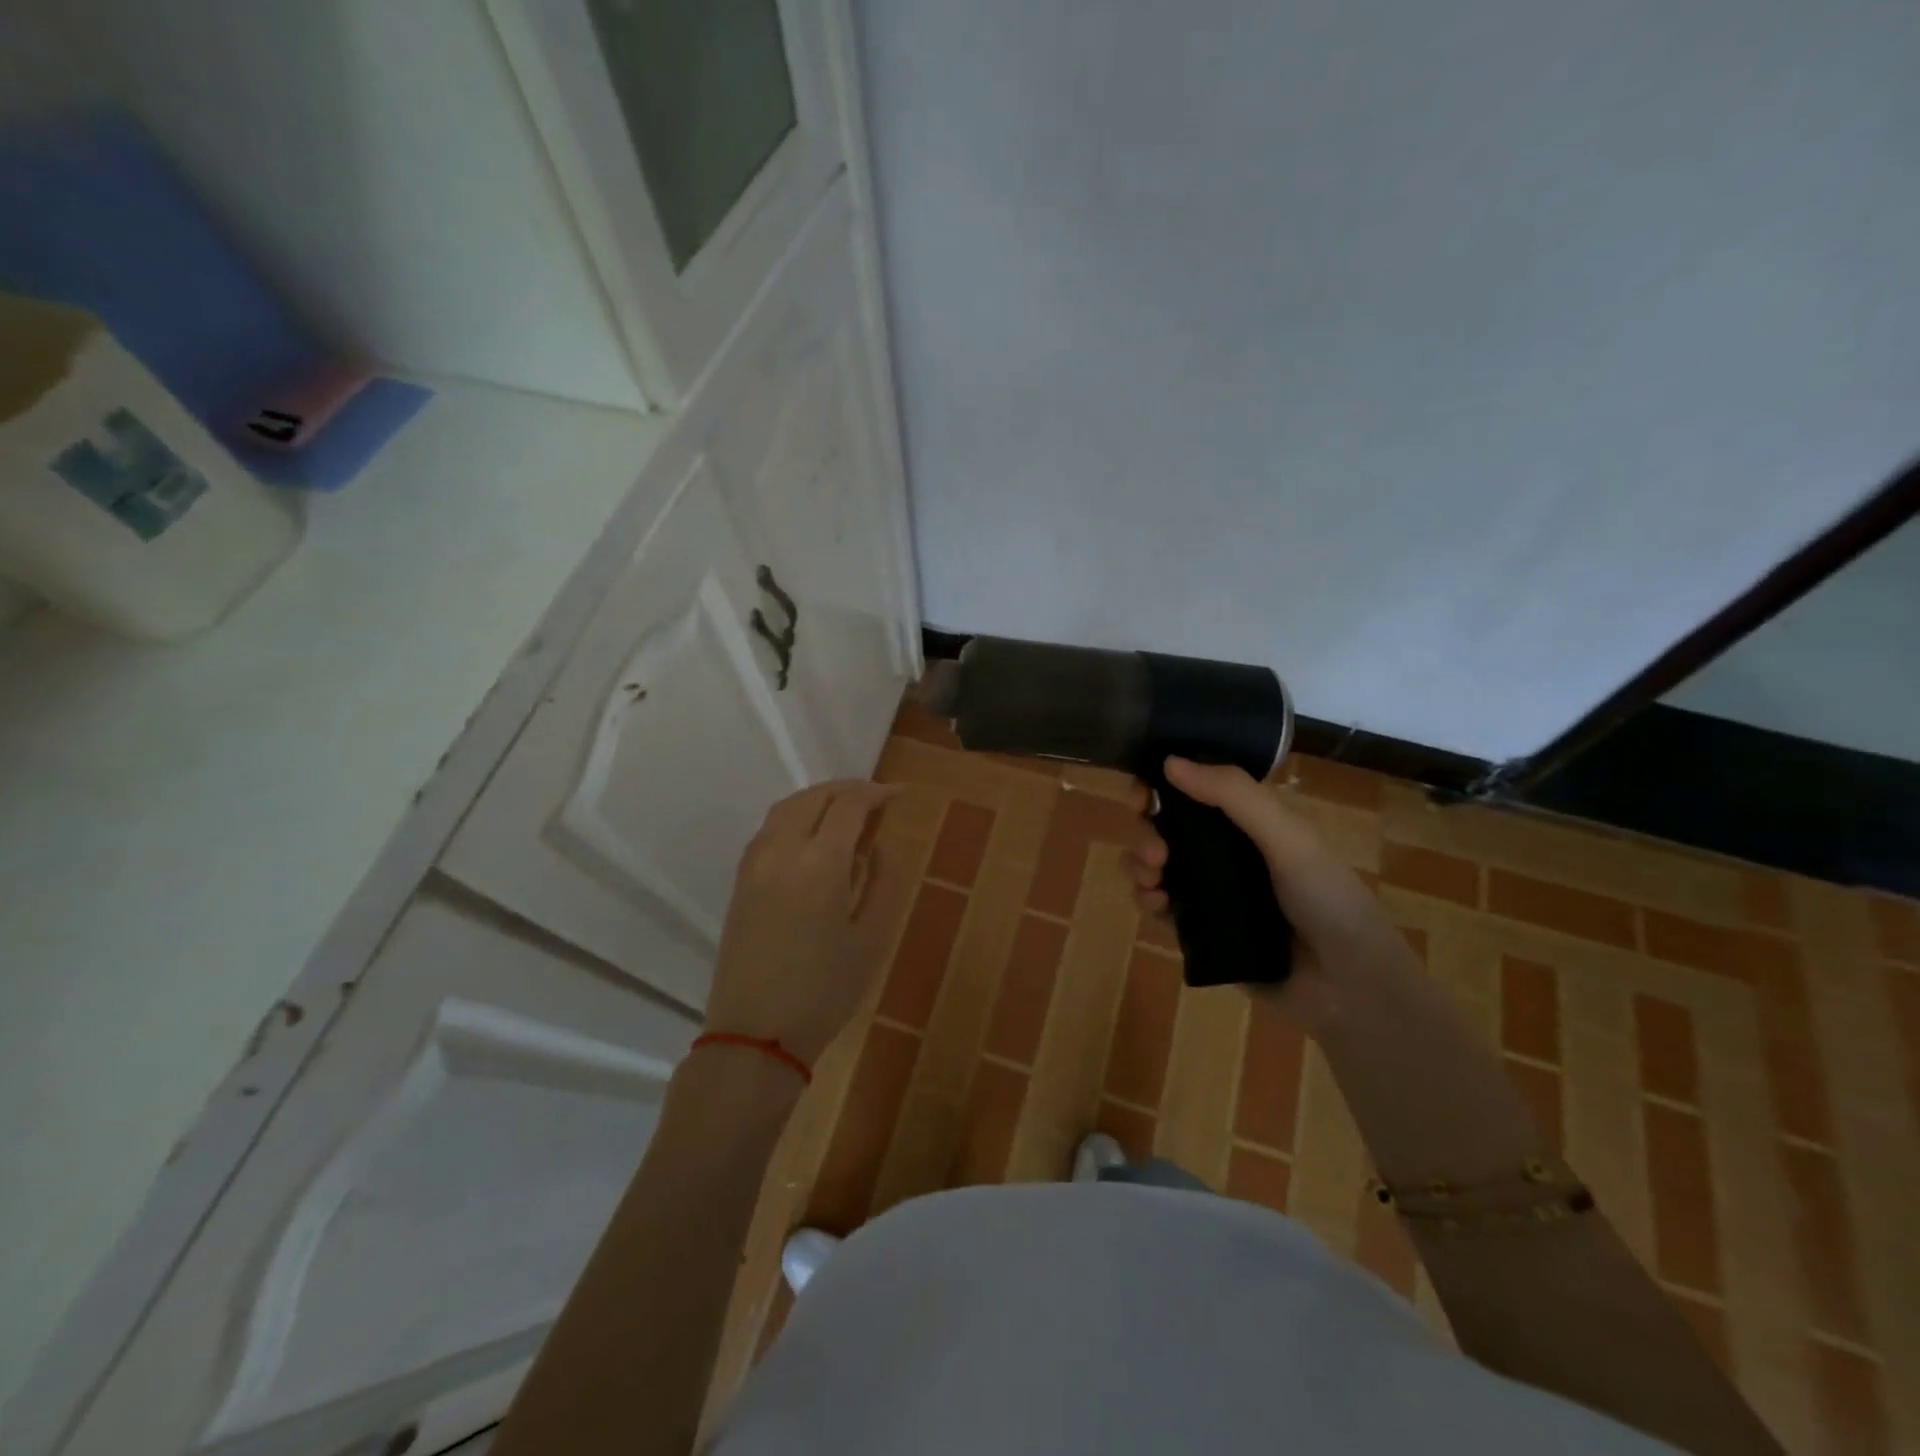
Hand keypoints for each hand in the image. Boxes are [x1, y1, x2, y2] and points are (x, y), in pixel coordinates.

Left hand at [706, 780, 904, 1067]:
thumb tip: (880, 847)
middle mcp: (782, 850)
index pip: (850, 805)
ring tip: (848, 811)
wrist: (755, 1035)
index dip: (878, 793)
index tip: (901, 795)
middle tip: (877, 799)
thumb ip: (883, 882)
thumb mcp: (872, 939)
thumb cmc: (824, 992)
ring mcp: (755, 863)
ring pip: (788, 807)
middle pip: (815, 796)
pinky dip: (796, 816)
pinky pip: (770, 829)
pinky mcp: (740, 880)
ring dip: (820, 799)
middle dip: (849, 789)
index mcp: (820, 862)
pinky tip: (815, 836)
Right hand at [1126, 757, 1410, 1032]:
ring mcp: (1210, 891)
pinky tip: (1157, 904)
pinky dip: (1147, 900)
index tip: (1140, 795)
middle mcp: (1224, 851)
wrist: (1350, 988)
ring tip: (1153, 881)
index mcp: (1248, 821)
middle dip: (1145, 831)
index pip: (1192, 790)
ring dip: (1139, 864)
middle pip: (1164, 826)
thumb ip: (1233, 795)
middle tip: (1155, 851)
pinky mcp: (1199, 931)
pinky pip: (1159, 907)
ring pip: (1155, 865)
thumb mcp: (1287, 837)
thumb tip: (1169, 761)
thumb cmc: (1327, 900)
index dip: (1160, 786)